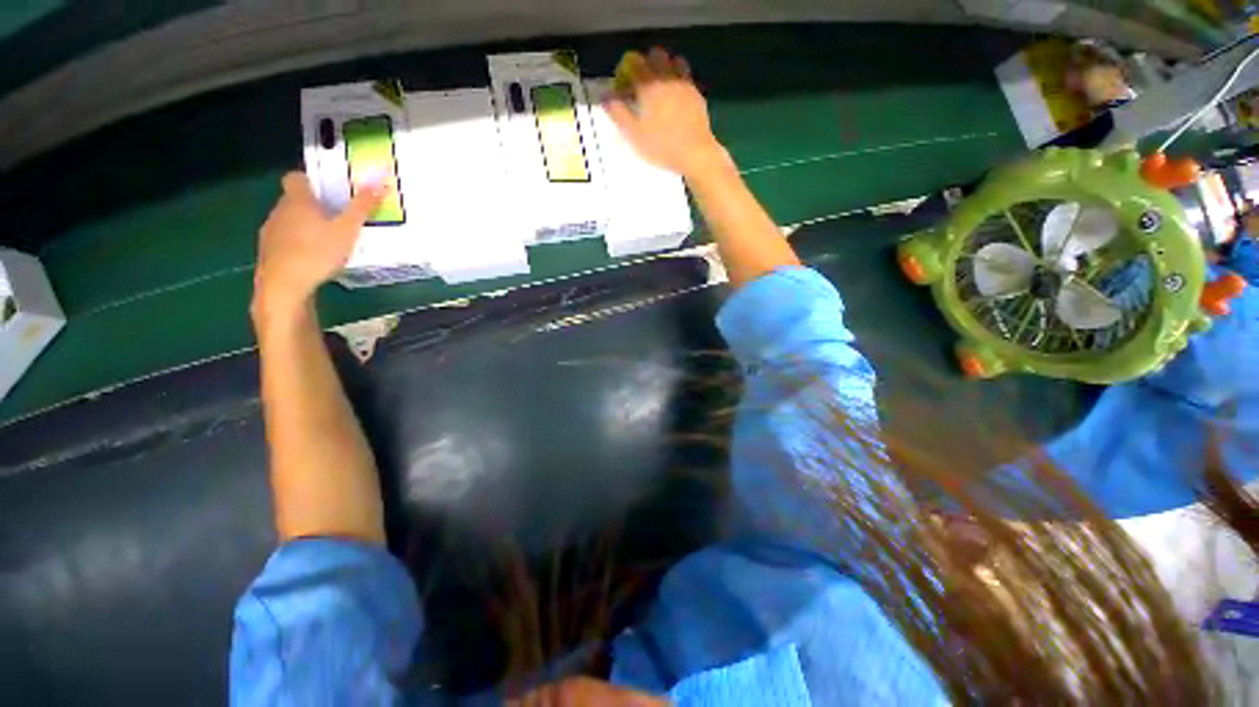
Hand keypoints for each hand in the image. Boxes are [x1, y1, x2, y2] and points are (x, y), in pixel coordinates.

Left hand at [252, 172, 383, 321]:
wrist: (284, 285)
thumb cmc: (317, 252)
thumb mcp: (348, 230)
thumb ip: (362, 208)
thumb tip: (378, 183)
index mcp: (298, 201)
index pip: (297, 177)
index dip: (312, 180)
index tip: (330, 190)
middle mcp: (280, 210)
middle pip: (296, 199)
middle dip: (316, 205)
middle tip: (340, 218)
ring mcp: (271, 231)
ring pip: (290, 220)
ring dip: (307, 225)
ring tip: (331, 241)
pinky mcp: (269, 250)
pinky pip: (286, 238)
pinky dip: (299, 242)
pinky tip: (316, 257)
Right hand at [605, 47, 728, 179]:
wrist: (695, 153)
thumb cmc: (662, 146)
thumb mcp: (634, 135)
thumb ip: (618, 113)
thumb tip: (605, 96)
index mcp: (649, 86)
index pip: (634, 63)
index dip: (627, 69)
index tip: (624, 81)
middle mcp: (667, 78)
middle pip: (655, 55)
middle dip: (646, 63)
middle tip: (642, 81)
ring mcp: (684, 84)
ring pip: (674, 61)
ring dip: (665, 66)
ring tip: (660, 85)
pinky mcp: (696, 93)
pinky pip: (686, 76)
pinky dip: (678, 78)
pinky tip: (675, 94)